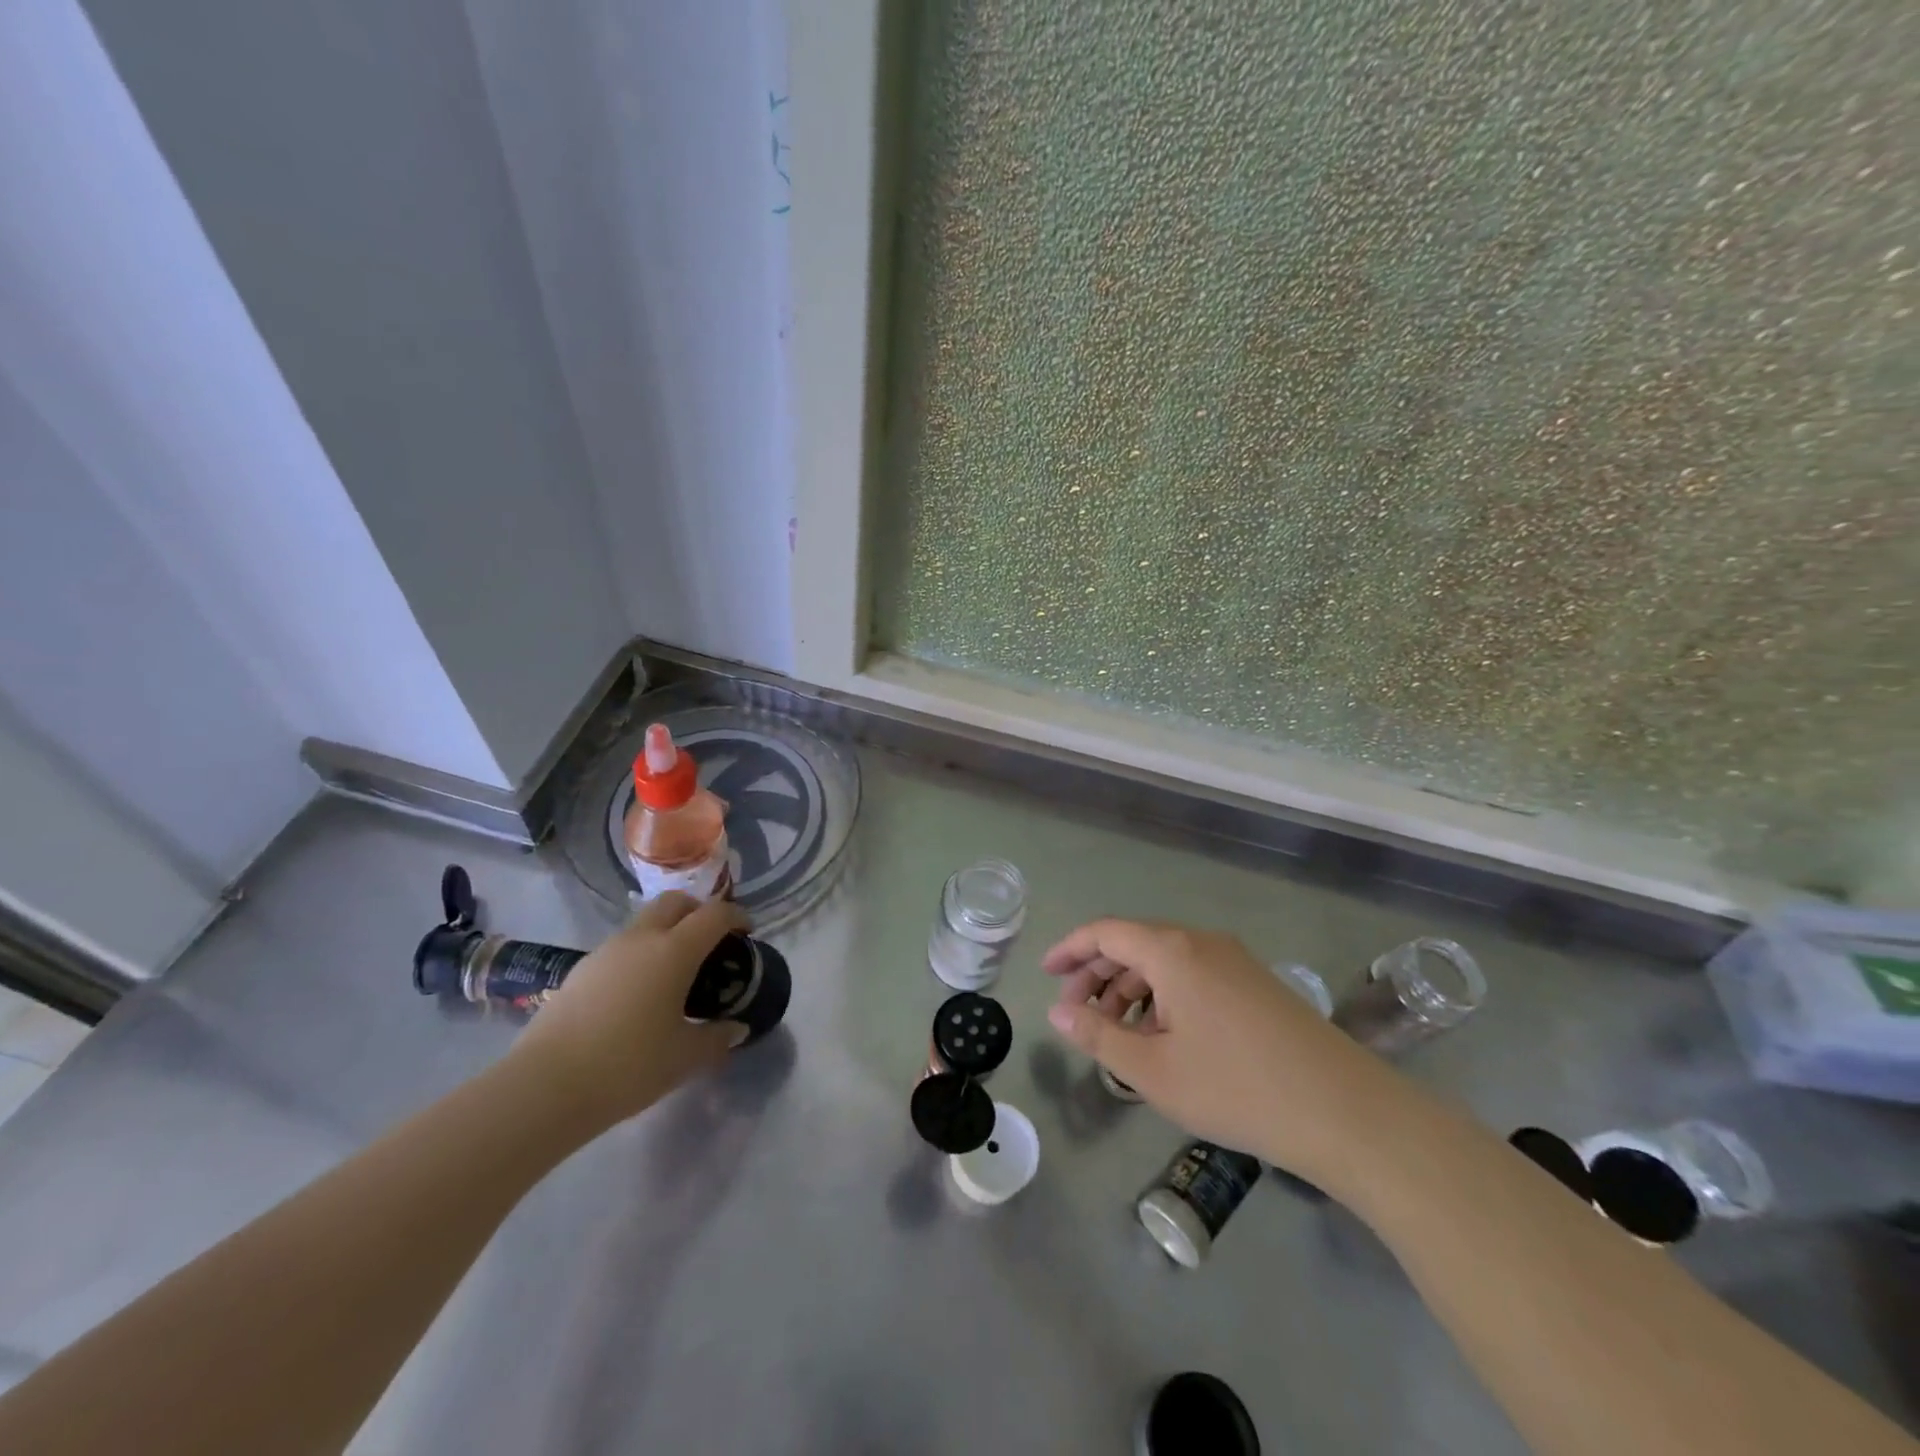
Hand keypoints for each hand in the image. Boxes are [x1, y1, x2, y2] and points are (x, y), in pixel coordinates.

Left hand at [508, 894, 748, 1134]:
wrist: (545, 1086)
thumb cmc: (629, 1065)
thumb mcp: (685, 1058)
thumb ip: (717, 1038)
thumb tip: (736, 1029)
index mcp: (674, 951)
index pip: (715, 914)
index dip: (737, 916)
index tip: (747, 932)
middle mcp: (641, 938)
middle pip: (675, 902)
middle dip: (698, 911)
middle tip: (711, 940)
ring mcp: (606, 951)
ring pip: (644, 923)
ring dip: (666, 932)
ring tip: (674, 971)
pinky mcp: (580, 970)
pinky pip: (622, 948)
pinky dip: (640, 955)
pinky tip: (639, 994)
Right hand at [1044, 918, 1402, 1181]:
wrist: (1345, 1112)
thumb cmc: (1236, 1088)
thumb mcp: (1153, 1070)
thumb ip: (1098, 1036)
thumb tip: (1059, 1011)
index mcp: (1173, 951)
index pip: (1106, 931)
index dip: (1070, 948)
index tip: (1046, 973)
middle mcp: (1202, 943)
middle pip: (1134, 943)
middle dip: (1097, 973)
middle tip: (1075, 1013)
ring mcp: (1235, 961)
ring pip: (1165, 962)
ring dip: (1130, 989)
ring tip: (1115, 1034)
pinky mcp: (1256, 985)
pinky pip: (1192, 976)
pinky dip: (1163, 997)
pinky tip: (1162, 1038)